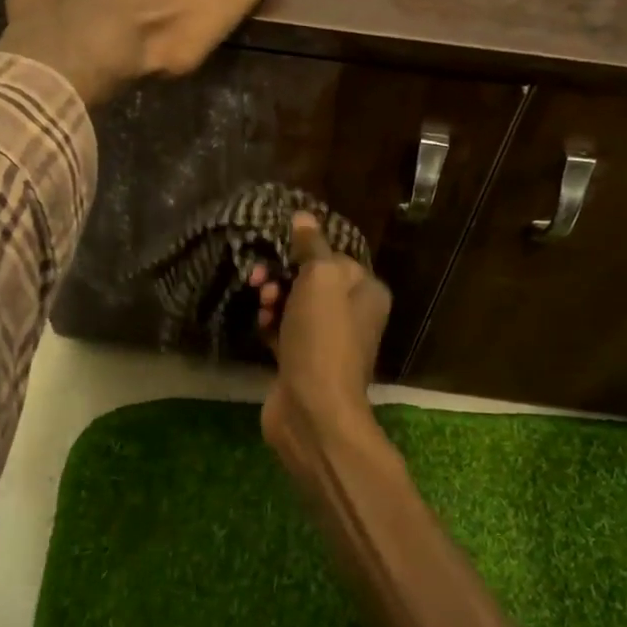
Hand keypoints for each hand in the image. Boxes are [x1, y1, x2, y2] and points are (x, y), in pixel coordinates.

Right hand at [256, 213, 392, 484]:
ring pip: (295, 306)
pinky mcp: (302, 361)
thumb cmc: (322, 337)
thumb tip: (304, 217)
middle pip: (312, 281)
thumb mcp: (320, 279)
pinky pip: (283, 332)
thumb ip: (312, 246)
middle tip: (260, 280)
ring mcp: (327, 341)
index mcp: (366, 292)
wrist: (312, 409)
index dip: (305, 251)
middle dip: (283, 275)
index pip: (335, 257)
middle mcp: (352, 314)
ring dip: (274, 298)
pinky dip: (270, 325)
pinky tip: (259, 324)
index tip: (278, 251)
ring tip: (262, 304)